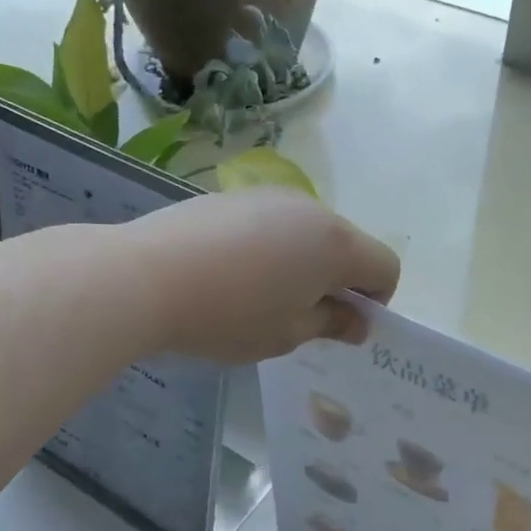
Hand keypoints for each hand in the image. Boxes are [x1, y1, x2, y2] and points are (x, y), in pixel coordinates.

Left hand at [128, 189, 399, 365]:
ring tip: (258, 296)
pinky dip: (269, 248)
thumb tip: (357, 321)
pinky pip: (271, 224)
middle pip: (347, 245)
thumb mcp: (286, 334)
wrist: (144, 276)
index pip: (385, 267)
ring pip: (307, 233)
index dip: (375, 301)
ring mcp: (269, 196)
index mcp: (336, 245)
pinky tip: (229, 274)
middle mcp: (311, 209)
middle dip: (337, 281)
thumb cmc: (228, 315)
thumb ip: (330, 325)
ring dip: (302, 263)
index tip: (339, 325)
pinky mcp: (233, 196)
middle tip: (298, 317)